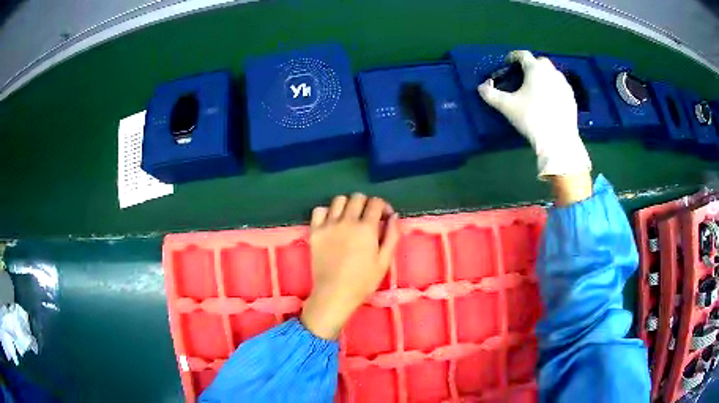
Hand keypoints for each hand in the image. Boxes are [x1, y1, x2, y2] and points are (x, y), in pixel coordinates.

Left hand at [301, 194, 399, 339]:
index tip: (385, 217)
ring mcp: (328, 225)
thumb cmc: (363, 281)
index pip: (376, 203)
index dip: (383, 207)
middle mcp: (347, 221)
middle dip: (367, 204)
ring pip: (339, 200)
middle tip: (368, 218)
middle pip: (358, 197)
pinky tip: (332, 222)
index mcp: (366, 228)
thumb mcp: (384, 261)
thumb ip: (391, 236)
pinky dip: (327, 212)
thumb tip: (394, 216)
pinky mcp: (315, 231)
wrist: (334, 294)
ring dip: (348, 205)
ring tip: (350, 218)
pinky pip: (319, 210)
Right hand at [478, 50, 591, 178]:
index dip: (513, 57)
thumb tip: (481, 87)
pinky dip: (554, 88)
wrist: (559, 141)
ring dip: (544, 76)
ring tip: (537, 89)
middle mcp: (551, 72)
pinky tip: (550, 101)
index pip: (523, 55)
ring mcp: (564, 85)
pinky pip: (560, 87)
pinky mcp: (572, 98)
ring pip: (552, 74)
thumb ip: (491, 94)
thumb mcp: (507, 107)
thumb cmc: (532, 118)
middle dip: (531, 65)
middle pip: (540, 62)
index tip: (508, 63)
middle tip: (524, 77)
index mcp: (535, 69)